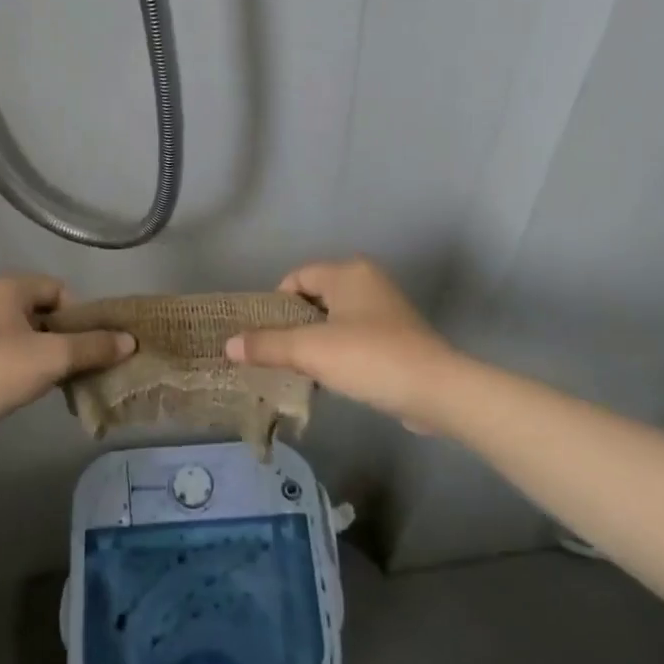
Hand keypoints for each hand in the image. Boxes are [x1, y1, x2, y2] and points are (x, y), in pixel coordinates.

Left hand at [0, 276, 134, 438]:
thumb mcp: (52, 358)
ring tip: (60, 379)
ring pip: (26, 332)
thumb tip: (130, 341)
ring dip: (47, 353)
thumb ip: (93, 346)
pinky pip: (7, 349)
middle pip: (44, 310)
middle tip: (80, 364)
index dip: (81, 315)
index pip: (59, 289)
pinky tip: (32, 386)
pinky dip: (25, 363)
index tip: (89, 346)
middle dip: (67, 337)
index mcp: (6, 286)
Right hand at [226, 259, 456, 430]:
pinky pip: (354, 338)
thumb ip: (267, 345)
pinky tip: (330, 380)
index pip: (297, 278)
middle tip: (276, 355)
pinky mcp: (397, 337)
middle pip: (314, 299)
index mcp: (348, 272)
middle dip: (292, 326)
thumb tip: (228, 346)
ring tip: (299, 371)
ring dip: (315, 343)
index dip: (275, 305)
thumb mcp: (310, 351)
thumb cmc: (369, 358)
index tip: (265, 336)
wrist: (436, 391)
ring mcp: (386, 310)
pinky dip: (338, 353)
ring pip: (334, 320)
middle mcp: (367, 282)